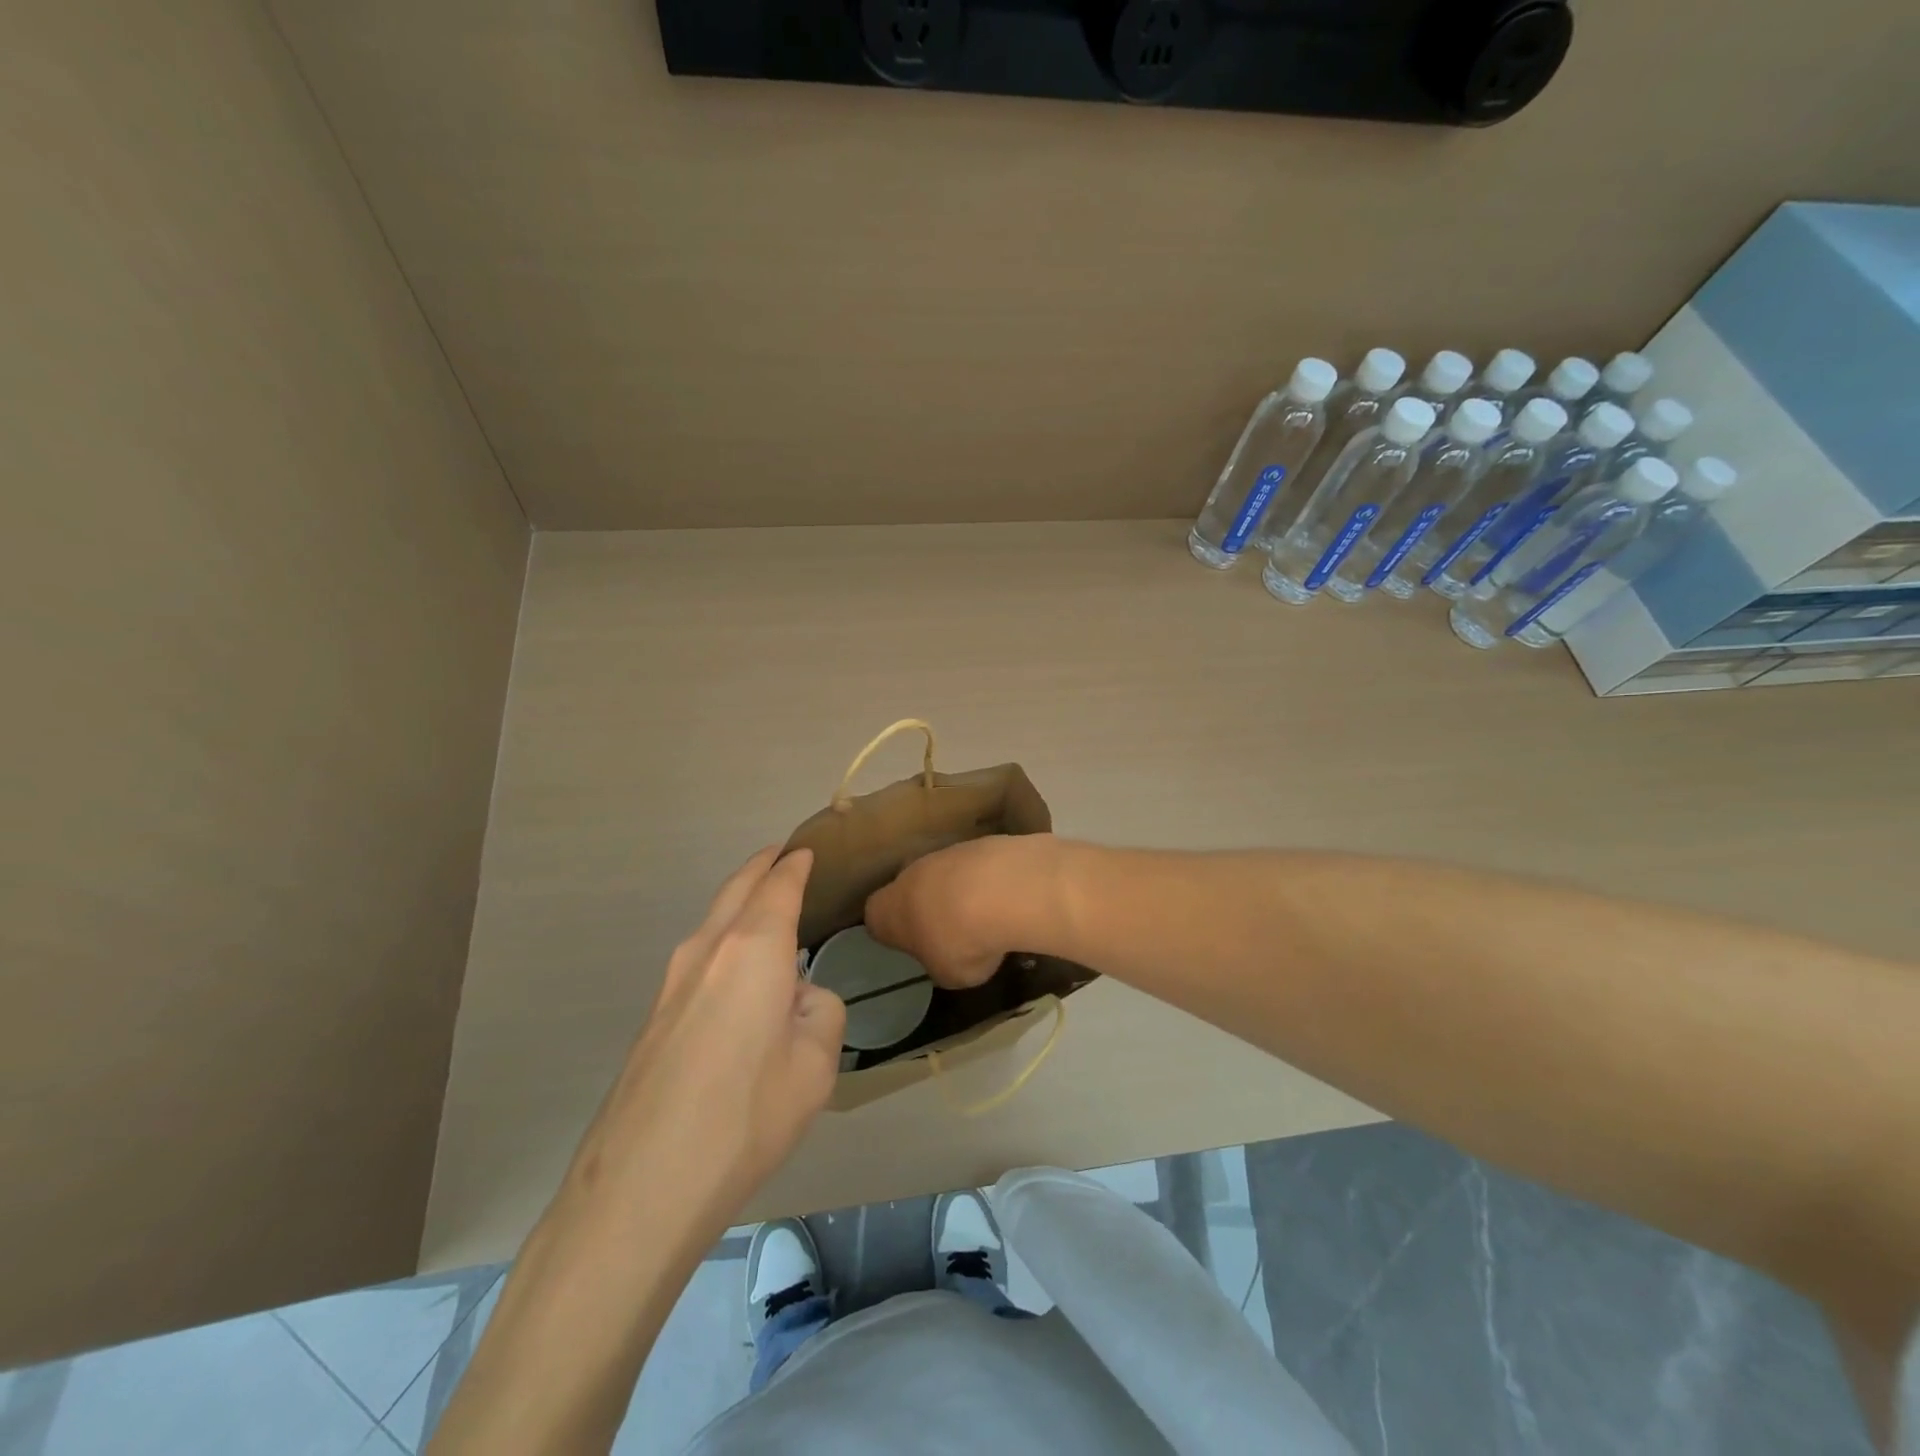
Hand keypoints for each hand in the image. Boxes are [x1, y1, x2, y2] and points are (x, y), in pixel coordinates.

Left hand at [569, 847, 845, 1222]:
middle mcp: (708, 950)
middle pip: (737, 889)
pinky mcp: (655, 1016)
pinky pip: (699, 957)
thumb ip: (820, 1012)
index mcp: (753, 949)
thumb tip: (797, 1000)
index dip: (795, 865)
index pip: (779, 886)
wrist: (641, 1186)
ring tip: (764, 905)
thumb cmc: (746, 1116)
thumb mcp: (816, 1065)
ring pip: (713, 921)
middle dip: (761, 867)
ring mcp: (673, 983)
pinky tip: (737, 970)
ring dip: (739, 902)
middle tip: (783, 855)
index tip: (808, 850)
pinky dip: (724, 939)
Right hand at [864, 834, 1052, 988]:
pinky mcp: (978, 842)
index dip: (894, 932)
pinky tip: (1008, 899)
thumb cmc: (960, 941)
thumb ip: (940, 963)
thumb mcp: (947, 974)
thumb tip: (948, 956)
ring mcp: (943, 852)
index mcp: (886, 910)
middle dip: (928, 907)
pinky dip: (988, 880)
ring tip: (988, 917)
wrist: (1001, 891)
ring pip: (945, 874)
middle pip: (911, 889)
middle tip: (952, 932)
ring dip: (960, 892)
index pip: (876, 918)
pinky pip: (977, 867)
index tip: (913, 946)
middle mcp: (908, 874)